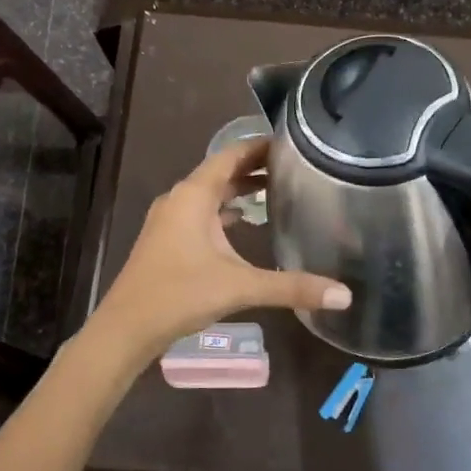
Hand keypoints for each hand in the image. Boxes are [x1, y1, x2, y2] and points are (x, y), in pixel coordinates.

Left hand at [89, 138, 351, 363]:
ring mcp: (169, 220)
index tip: (292, 141)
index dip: (260, 146)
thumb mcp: (240, 287)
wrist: (125, 329)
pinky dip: (223, 210)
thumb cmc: (179, 296)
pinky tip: (244, 222)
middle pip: (221, 171)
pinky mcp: (166, 239)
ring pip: (209, 193)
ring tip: (275, 189)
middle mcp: (180, 199)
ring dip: (238, 189)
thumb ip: (292, 288)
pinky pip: (200, 213)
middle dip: (254, 166)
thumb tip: (344, 295)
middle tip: (293, 166)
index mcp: (194, 195)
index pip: (231, 155)